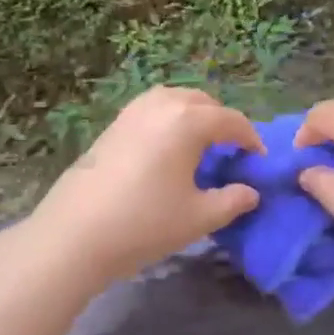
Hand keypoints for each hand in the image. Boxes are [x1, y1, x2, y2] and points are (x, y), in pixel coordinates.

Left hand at [26, 87, 262, 285]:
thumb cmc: (145, 223)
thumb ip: (232, 201)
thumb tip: (250, 192)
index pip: (231, 121)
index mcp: (188, 120)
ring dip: (194, 117)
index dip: (250, 140)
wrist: (75, 233)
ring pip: (176, 100)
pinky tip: (167, 151)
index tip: (258, 162)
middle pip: (204, 103)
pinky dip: (169, 120)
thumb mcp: (199, 217)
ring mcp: (134, 110)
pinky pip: (153, 109)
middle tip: (230, 154)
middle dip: (222, 123)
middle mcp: (163, 104)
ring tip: (200, 149)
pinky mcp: (114, 124)